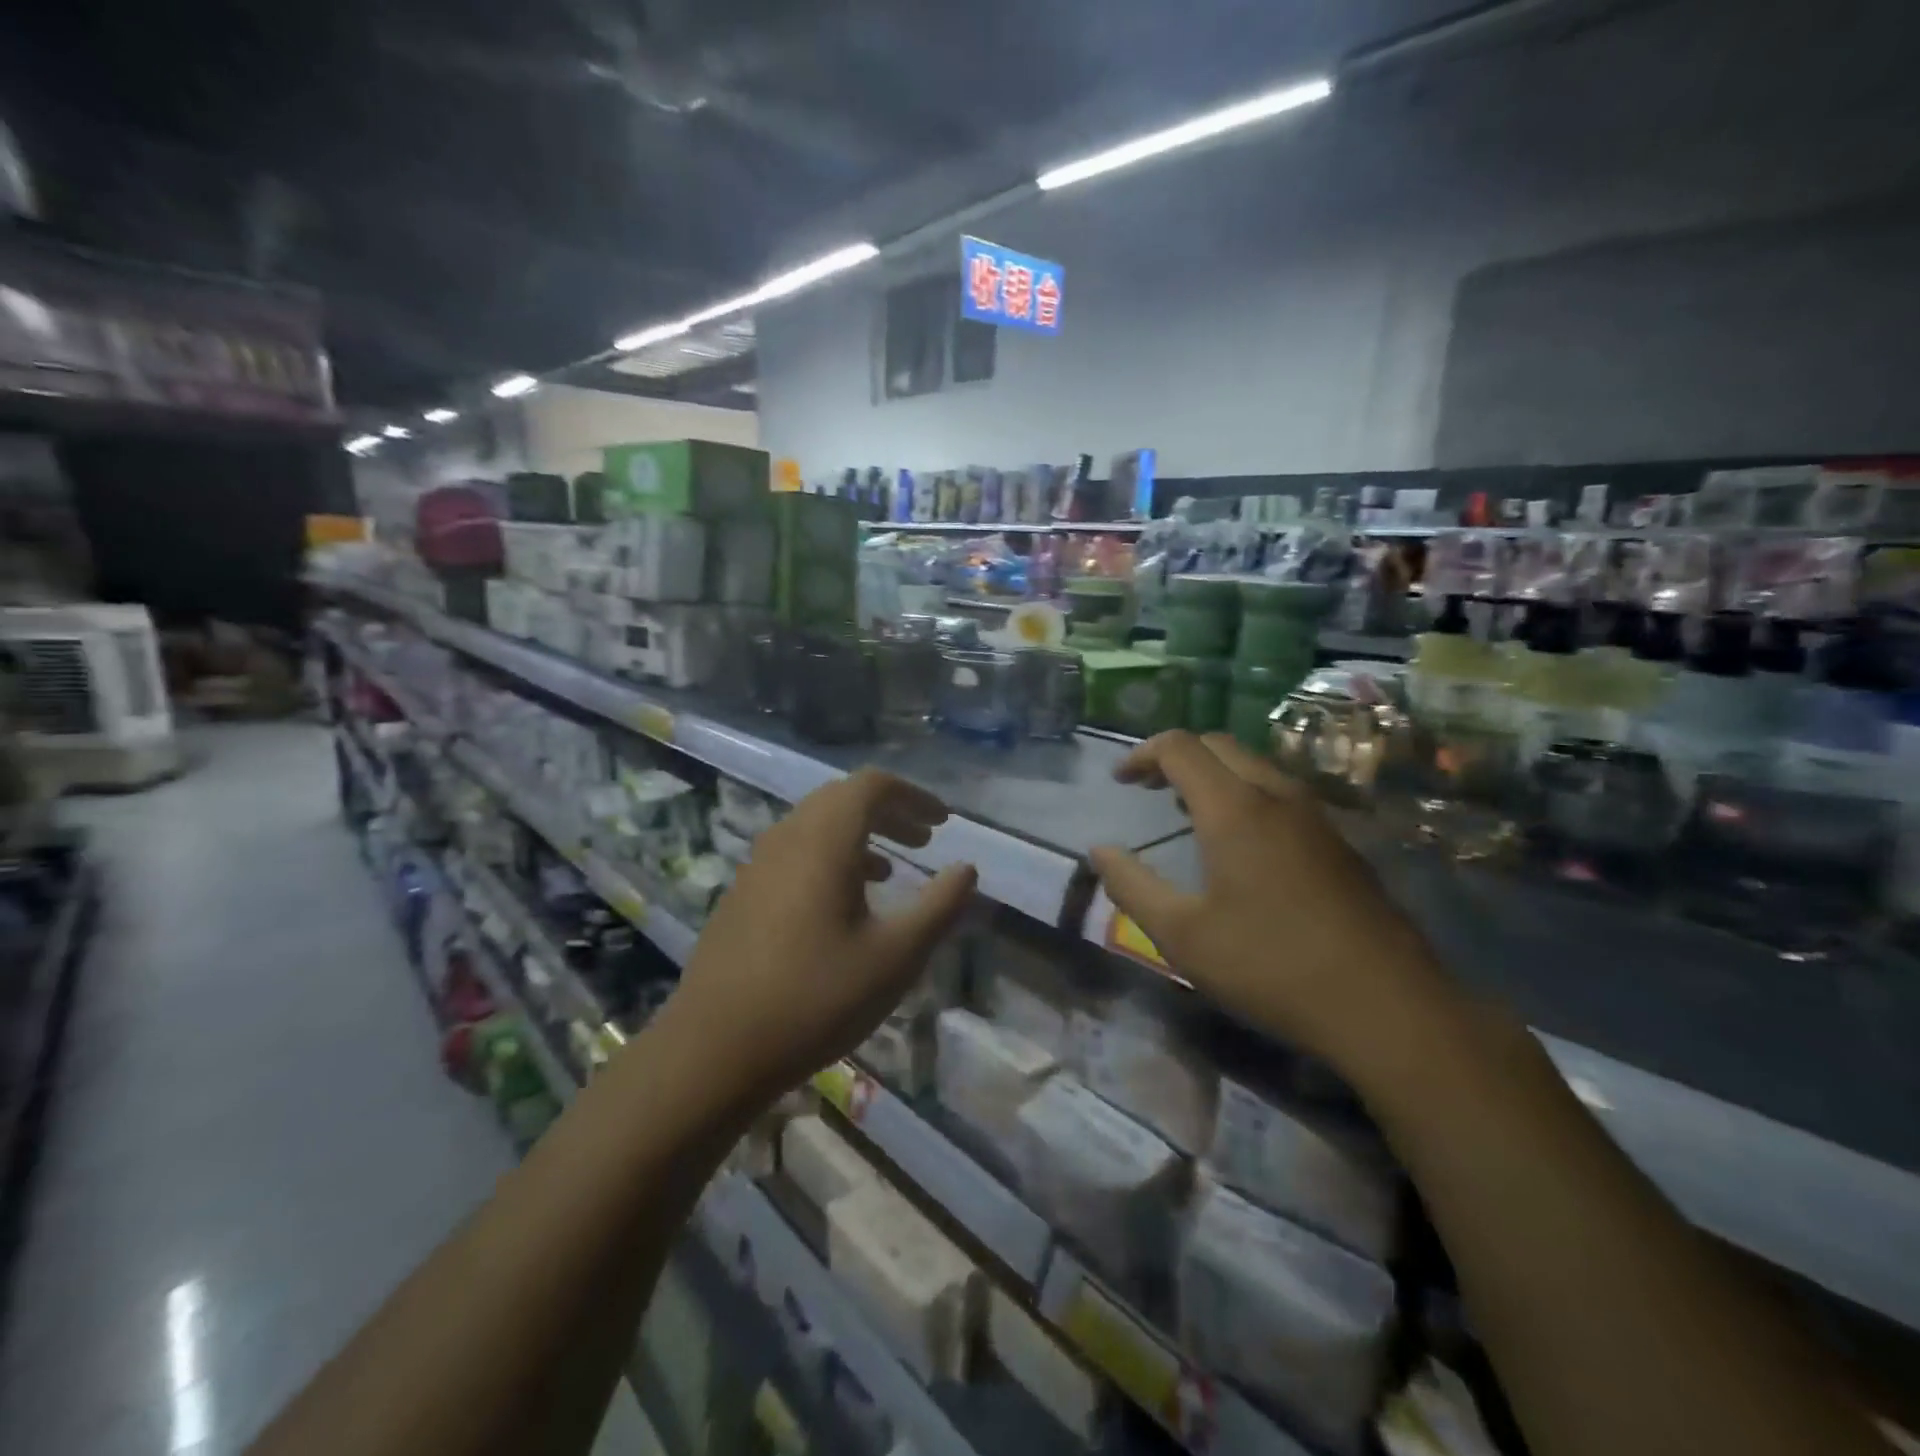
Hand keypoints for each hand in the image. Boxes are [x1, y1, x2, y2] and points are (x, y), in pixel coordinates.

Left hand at [667, 769, 975, 1104]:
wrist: (714, 1050)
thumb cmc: (816, 999)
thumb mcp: (896, 957)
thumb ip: (939, 906)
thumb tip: (967, 869)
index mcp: (823, 841)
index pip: (871, 786)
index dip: (914, 795)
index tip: (943, 823)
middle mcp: (786, 839)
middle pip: (842, 799)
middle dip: (889, 812)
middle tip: (924, 840)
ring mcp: (756, 865)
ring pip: (816, 826)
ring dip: (859, 835)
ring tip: (891, 869)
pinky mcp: (741, 894)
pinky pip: (794, 853)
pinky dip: (829, 857)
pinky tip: (843, 903)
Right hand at [1090, 732, 1453, 1078]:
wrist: (1388, 1007)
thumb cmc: (1271, 966)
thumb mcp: (1182, 935)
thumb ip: (1132, 886)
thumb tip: (1099, 852)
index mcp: (1234, 809)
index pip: (1180, 747)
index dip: (1142, 753)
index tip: (1121, 781)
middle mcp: (1277, 797)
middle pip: (1220, 745)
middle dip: (1177, 756)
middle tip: (1150, 788)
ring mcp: (1317, 817)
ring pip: (1256, 766)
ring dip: (1215, 774)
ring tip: (1189, 810)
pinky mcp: (1341, 843)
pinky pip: (1282, 794)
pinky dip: (1246, 794)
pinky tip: (1242, 844)